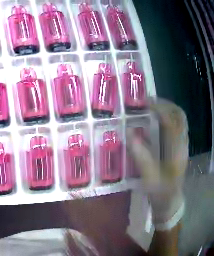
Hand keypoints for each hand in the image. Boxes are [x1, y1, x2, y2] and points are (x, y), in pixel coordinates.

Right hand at [127, 99, 188, 228]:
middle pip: (179, 114)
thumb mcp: (149, 178)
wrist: (170, 204)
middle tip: (150, 103)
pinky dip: (170, 117)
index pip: (171, 120)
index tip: (145, 103)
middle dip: (165, 104)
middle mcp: (183, 143)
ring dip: (168, 109)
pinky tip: (161, 121)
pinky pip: (179, 125)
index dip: (159, 108)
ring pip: (180, 118)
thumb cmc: (160, 194)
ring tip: (154, 108)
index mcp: (177, 151)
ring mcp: (184, 144)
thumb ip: (140, 156)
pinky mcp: (182, 146)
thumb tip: (129, 132)